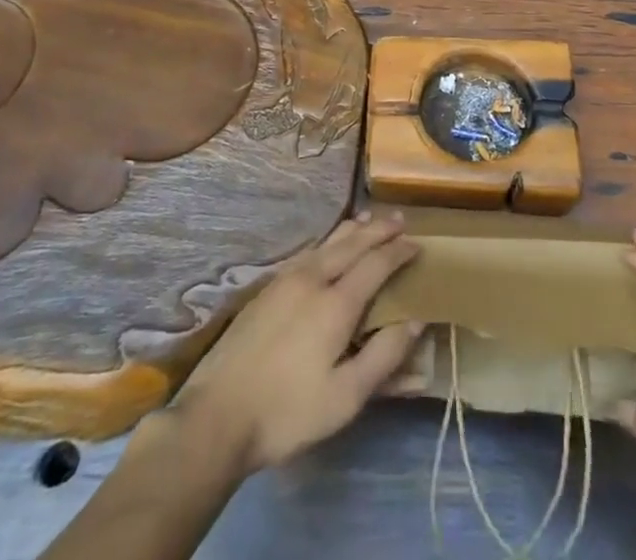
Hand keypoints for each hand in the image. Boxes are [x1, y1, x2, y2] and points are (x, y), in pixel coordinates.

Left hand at [175, 211, 422, 474]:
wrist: (217, 415)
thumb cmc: (288, 412)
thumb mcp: (345, 398)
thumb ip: (383, 357)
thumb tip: (415, 321)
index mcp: (336, 304)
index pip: (376, 264)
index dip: (399, 251)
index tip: (418, 244)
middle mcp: (313, 279)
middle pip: (351, 244)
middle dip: (378, 229)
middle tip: (399, 219)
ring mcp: (285, 280)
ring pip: (326, 242)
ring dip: (352, 230)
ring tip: (368, 221)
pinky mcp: (267, 289)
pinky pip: (308, 252)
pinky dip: (328, 241)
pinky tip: (327, 247)